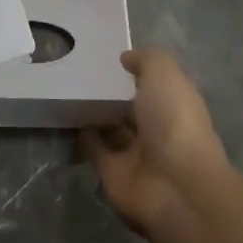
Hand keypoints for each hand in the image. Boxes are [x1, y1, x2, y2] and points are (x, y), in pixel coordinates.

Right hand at [82, 48, 228, 237]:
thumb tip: (126, 59)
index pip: (155, 84)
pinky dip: (83, 135)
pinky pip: (95, 149)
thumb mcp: (165, 75)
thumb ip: (146, 59)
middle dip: (112, 92)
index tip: (110, 55)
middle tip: (81, 69)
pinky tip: (67, 115)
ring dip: (95, 113)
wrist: (174, 187)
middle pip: (131, 106)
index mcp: (175, 105)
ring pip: (111, 128)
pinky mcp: (113, 173)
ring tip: (69, 89)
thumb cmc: (174, 122)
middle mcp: (157, 129)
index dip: (136, 70)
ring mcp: (135, 153)